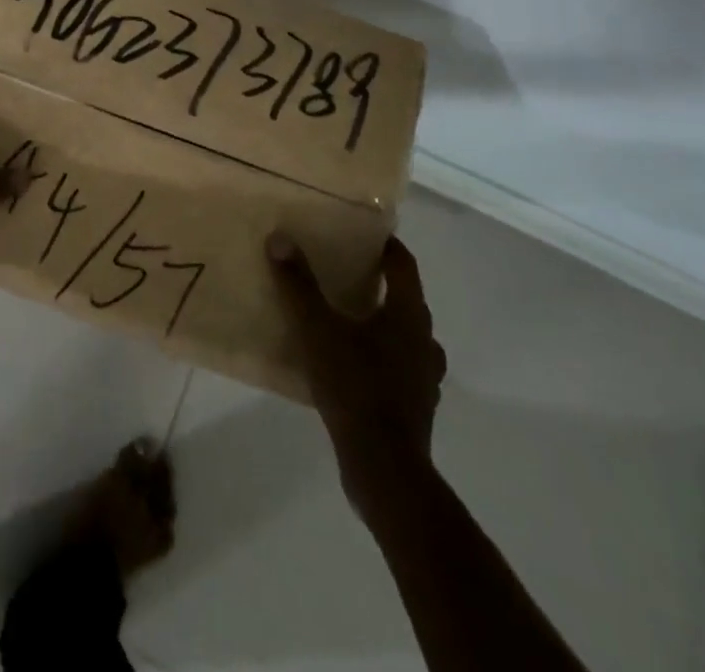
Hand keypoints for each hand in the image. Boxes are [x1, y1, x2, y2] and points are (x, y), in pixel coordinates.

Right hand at [268, 231, 446, 504]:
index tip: (364, 234)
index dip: (386, 246)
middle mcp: (424, 341)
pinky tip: (353, 365)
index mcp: (408, 315)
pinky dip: (381, 358)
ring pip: (406, 336)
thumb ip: (298, 285)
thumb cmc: (355, 387)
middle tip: (346, 272)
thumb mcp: (317, 330)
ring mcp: (424, 377)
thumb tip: (279, 238)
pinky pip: (400, 368)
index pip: (404, 265)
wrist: (384, 469)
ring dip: (383, 324)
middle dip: (380, 284)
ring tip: (349, 319)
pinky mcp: (416, 407)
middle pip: (406, 299)